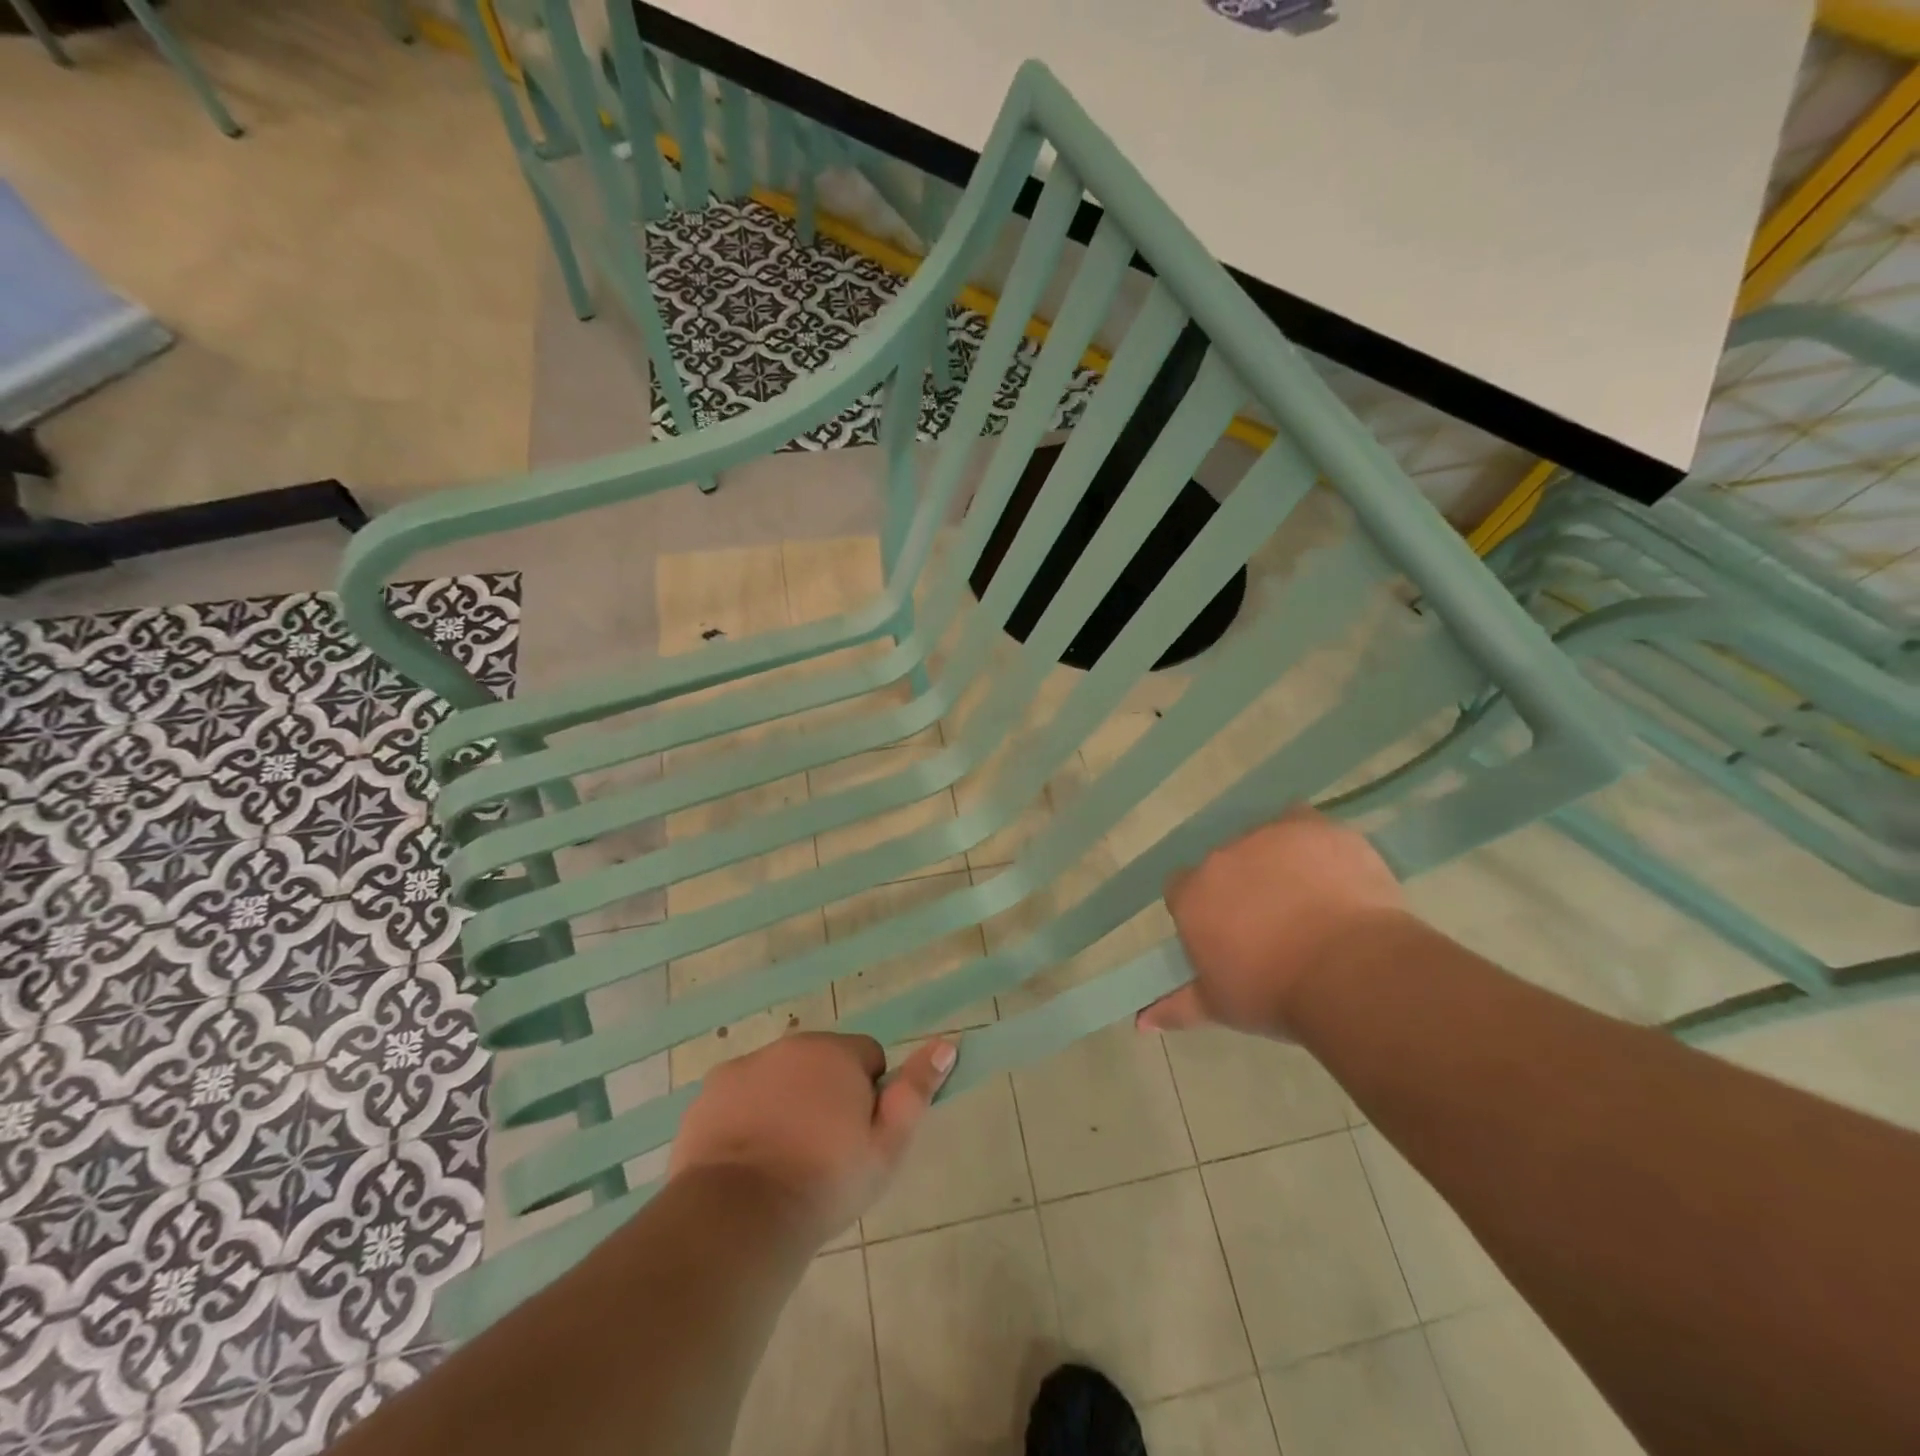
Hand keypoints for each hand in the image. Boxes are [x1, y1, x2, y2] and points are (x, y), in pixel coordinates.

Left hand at [669, 1032, 956, 1244]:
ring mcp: (744, 1066)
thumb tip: (946, 1044)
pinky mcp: (709, 1093)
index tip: (858, 1137)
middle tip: (823, 1152)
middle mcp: (790, 1046)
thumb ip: (916, 1091)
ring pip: (780, 1079)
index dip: (869, 1097)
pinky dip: (747, 1117)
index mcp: (835, 1052)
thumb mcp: (886, 1146)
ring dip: (787, 1104)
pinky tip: (747, 1160)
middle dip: (827, 1095)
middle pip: (821, 1063)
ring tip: (784, 1161)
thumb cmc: (825, 1181)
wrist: (739, 1215)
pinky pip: (741, 1096)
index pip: (868, 1058)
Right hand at [1138, 807, 1409, 1039]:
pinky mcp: (1312, 827)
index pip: (1183, 889)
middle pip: (1224, 863)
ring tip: (1309, 898)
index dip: (1205, 909)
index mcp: (1193, 894)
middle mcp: (1221, 856)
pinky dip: (1312, 843)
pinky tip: (1331, 870)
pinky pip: (1303, 824)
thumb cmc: (1276, 994)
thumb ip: (1176, 1006)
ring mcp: (1267, 836)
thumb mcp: (1221, 1006)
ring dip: (1276, 861)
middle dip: (1243, 885)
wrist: (1351, 972)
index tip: (1228, 934)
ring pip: (1264, 840)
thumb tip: (1138, 1022)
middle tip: (1274, 922)